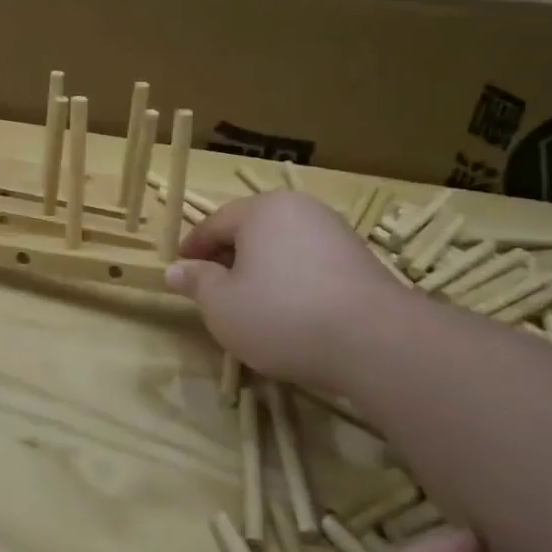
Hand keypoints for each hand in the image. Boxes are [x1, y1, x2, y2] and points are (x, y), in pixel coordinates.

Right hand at [164, 192, 409, 390]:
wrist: (375, 341)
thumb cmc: (281, 314)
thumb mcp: (221, 304)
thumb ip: (196, 282)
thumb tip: (176, 269)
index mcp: (262, 209)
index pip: (213, 223)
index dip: (191, 249)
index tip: (179, 272)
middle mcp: (300, 209)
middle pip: (250, 231)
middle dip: (226, 259)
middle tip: (210, 292)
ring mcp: (335, 233)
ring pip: (281, 248)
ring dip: (259, 272)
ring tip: (248, 306)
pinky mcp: (360, 261)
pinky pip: (309, 264)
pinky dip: (290, 282)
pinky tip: (288, 313)